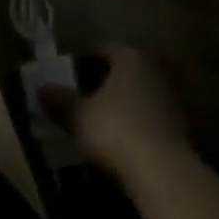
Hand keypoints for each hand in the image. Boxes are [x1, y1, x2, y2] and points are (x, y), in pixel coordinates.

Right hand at [38, 45, 194, 180]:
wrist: (162, 171)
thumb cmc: (115, 130)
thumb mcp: (79, 116)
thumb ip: (60, 100)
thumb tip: (41, 89)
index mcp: (130, 57)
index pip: (101, 48)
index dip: (80, 58)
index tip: (62, 72)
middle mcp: (153, 70)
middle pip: (120, 68)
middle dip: (97, 79)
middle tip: (74, 93)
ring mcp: (169, 97)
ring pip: (134, 91)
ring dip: (114, 100)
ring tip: (91, 116)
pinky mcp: (176, 125)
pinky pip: (144, 113)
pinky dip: (128, 119)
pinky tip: (113, 135)